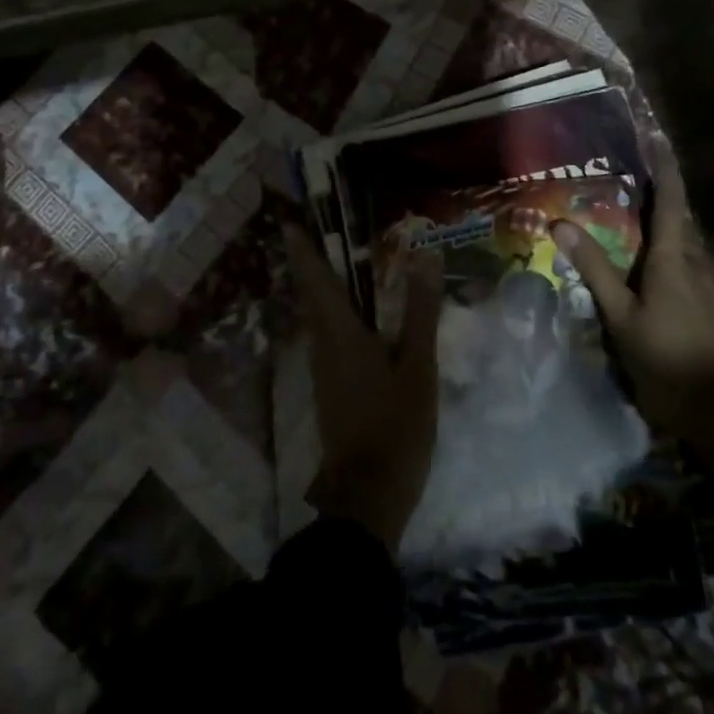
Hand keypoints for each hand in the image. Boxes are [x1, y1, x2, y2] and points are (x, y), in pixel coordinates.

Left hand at [284, 224, 443, 552]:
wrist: (368, 495)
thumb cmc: (395, 426)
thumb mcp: (418, 366)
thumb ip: (421, 312)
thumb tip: (427, 256)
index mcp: (340, 333)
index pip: (315, 279)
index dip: (301, 248)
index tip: (287, 218)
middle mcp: (323, 344)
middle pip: (312, 293)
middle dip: (309, 260)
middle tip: (316, 228)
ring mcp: (325, 368)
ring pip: (319, 315)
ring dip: (322, 284)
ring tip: (338, 259)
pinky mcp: (332, 386)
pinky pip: (330, 334)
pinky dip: (336, 310)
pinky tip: (359, 312)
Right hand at [554, 140, 713, 521]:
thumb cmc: (666, 362)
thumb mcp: (621, 318)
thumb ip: (595, 269)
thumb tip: (561, 222)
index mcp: (675, 260)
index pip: (671, 200)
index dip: (665, 167)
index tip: (657, 137)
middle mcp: (702, 264)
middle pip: (682, 220)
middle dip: (662, 197)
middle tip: (633, 184)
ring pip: (690, 248)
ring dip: (668, 232)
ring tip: (640, 230)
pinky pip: (698, 272)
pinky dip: (677, 261)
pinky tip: (662, 280)